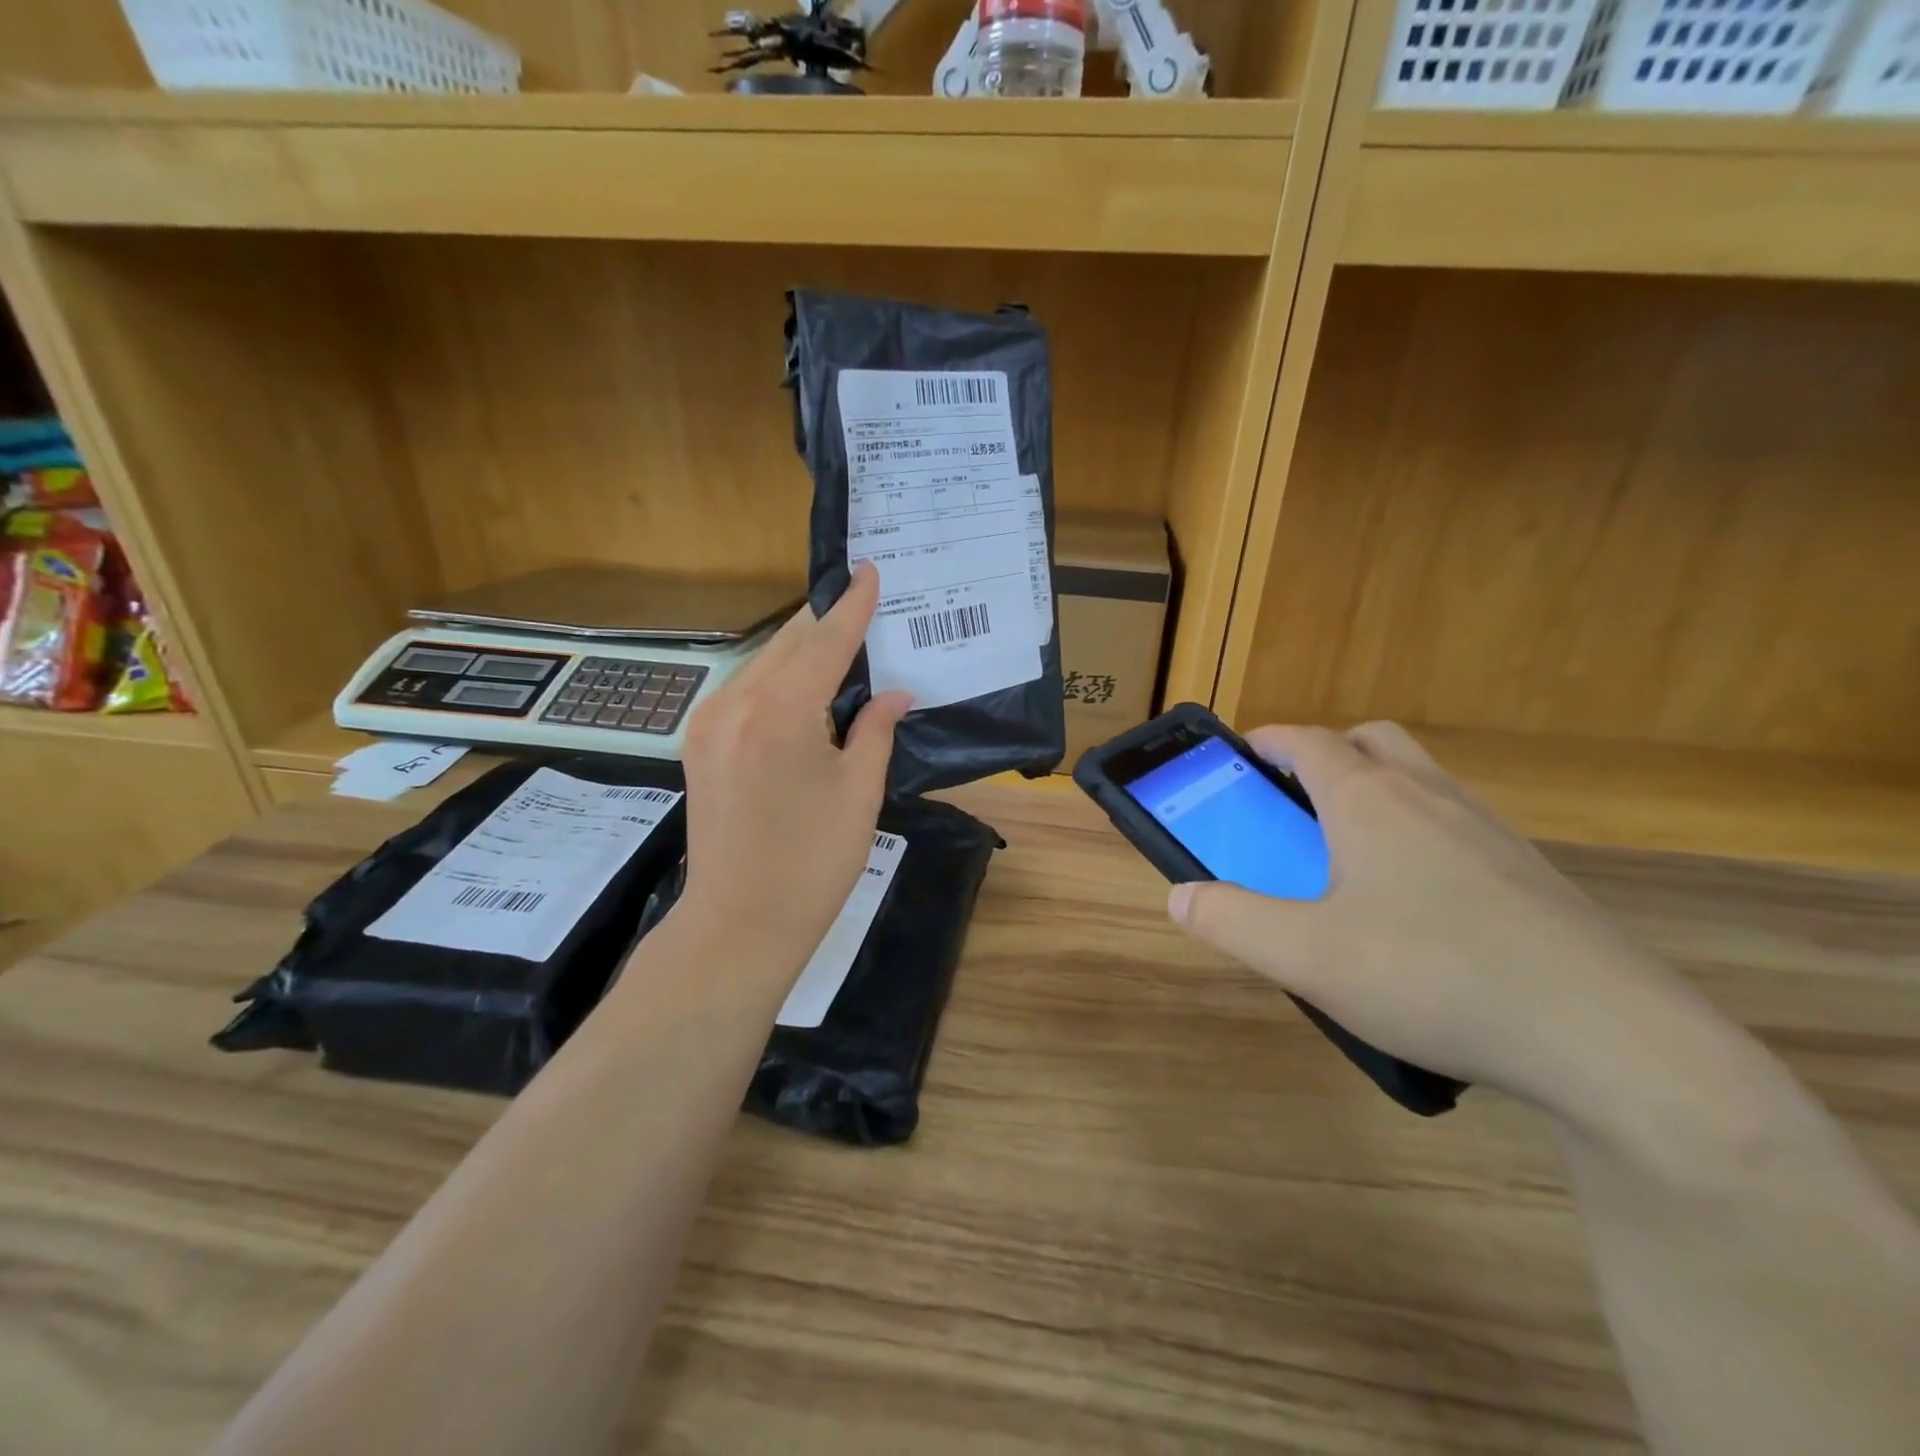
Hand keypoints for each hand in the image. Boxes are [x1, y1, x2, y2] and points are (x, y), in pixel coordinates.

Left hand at [676, 563, 910, 984]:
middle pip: (789, 644)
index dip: (852, 607)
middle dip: (827, 623)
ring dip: (802, 651)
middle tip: (864, 607)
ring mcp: (708, 722)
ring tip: (841, 644)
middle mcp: (735, 704)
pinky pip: (744, 689)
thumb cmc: (813, 864)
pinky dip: (778, 678)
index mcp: (779, 714)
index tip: (870, 572)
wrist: (739, 924)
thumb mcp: (859, 793)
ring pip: (763, 663)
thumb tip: (894, 693)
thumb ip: (876, 730)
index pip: (824, 643)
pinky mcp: (699, 742)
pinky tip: (804, 686)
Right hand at [1169, 723, 1699, 1109]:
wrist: (1611, 1041)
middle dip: (1328, 755)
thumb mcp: (1305, 956)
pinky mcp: (1534, 876)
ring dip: (1377, 796)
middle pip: (1373, 742)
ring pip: (1422, 783)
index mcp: (1371, 800)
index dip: (1269, 741)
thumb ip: (1231, 920)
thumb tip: (1180, 895)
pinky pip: (1459, 829)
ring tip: (1349, 862)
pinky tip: (1416, 914)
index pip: (1309, 741)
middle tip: (1296, 803)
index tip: (1242, 758)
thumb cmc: (1432, 975)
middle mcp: (1432, 798)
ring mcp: (1492, 833)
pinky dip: (1421, 839)